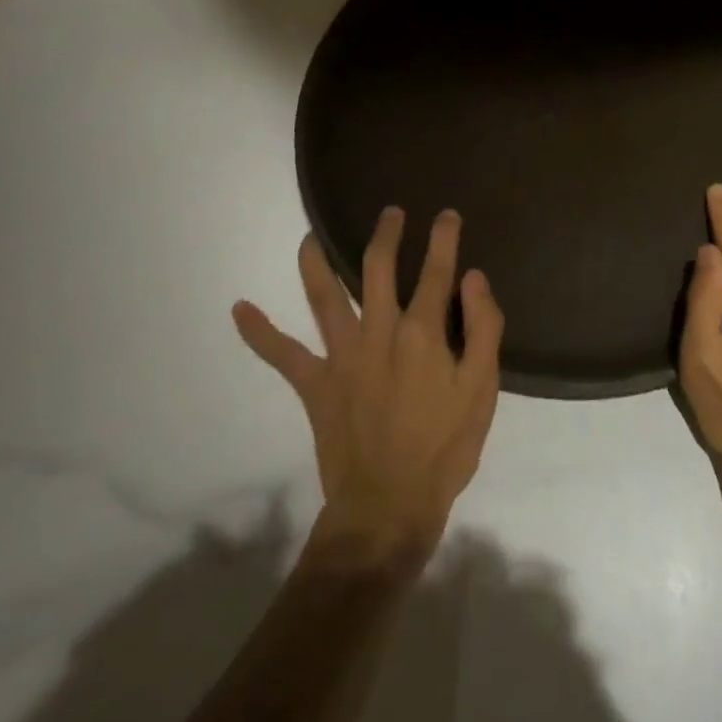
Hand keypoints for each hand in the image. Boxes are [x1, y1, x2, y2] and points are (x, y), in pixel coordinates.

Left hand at [233, 208, 502, 566]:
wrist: (388, 508)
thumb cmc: (444, 449)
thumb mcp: (482, 390)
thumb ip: (482, 328)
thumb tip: (472, 277)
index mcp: (422, 332)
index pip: (436, 271)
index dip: (444, 238)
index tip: (447, 215)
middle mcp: (379, 331)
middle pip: (377, 267)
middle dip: (386, 234)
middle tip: (390, 213)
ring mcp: (341, 355)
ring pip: (323, 295)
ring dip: (316, 261)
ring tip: (310, 235)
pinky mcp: (315, 384)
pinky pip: (282, 353)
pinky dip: (258, 332)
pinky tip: (238, 309)